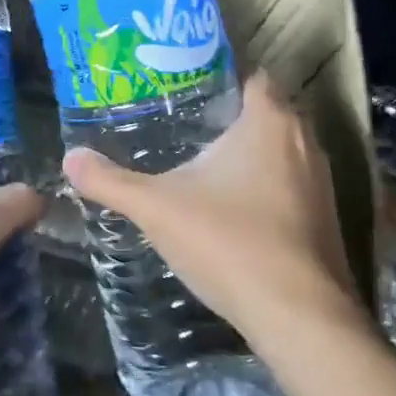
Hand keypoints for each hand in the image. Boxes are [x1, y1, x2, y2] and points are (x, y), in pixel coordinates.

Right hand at [62, 73, 364, 348]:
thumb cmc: (229, 242)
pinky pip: (291, 186)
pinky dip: (266, 187)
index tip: (186, 85)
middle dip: (230, 116)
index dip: (222, 76)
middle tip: (183, 122)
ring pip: (282, 152)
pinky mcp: (326, 221)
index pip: (253, 77)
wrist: (299, 318)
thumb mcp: (156, 208)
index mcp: (269, 122)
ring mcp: (322, 183)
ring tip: (203, 163)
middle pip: (267, 113)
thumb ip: (111, 181)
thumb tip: (70, 158)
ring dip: (251, 154)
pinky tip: (233, 208)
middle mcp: (305, 142)